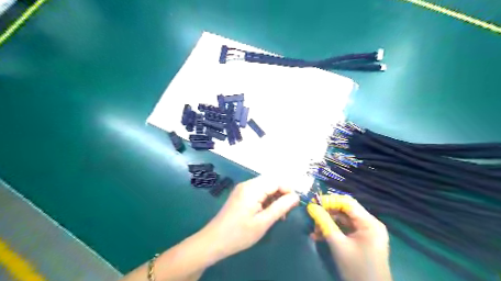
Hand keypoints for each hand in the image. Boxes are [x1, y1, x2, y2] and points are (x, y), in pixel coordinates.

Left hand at [201, 177, 298, 259]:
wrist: (214, 241)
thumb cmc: (240, 233)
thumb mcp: (263, 222)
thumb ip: (281, 207)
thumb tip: (296, 196)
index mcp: (253, 188)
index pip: (276, 181)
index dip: (288, 190)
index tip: (295, 204)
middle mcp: (247, 184)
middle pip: (270, 182)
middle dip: (281, 194)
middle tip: (286, 212)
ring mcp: (242, 189)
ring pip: (265, 187)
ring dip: (274, 198)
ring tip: (278, 215)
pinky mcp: (240, 195)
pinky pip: (258, 192)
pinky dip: (265, 200)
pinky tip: (267, 213)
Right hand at [305, 194, 390, 280]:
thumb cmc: (356, 269)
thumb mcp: (337, 244)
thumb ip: (324, 222)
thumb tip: (311, 207)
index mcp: (369, 223)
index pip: (347, 203)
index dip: (329, 201)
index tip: (313, 203)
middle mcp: (370, 223)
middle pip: (345, 210)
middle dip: (327, 213)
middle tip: (312, 217)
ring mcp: (367, 232)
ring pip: (344, 219)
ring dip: (328, 223)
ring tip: (314, 231)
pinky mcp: (363, 239)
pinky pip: (346, 229)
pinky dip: (334, 230)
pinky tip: (320, 236)